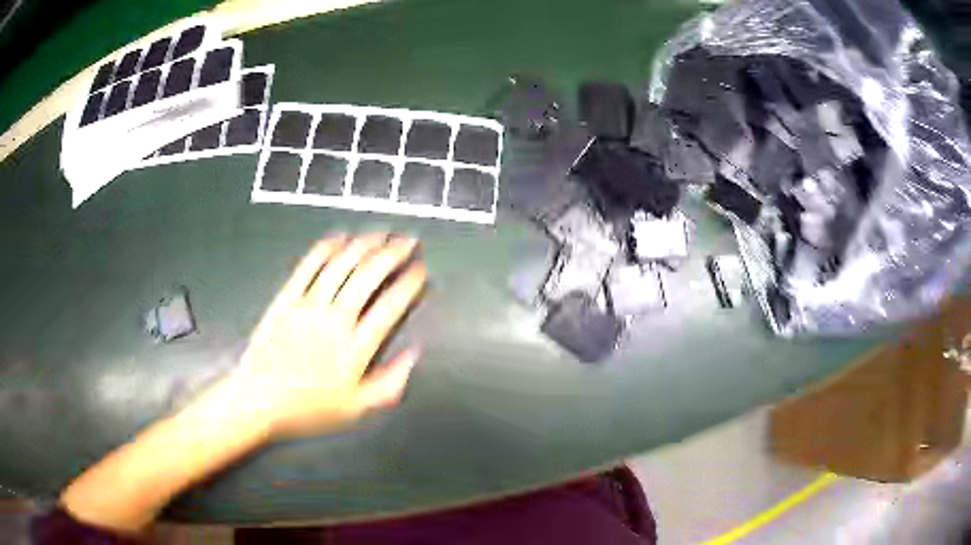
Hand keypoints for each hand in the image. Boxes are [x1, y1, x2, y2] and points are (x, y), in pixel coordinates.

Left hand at [235, 233, 425, 438]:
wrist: (259, 399)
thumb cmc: (307, 408)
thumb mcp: (355, 408)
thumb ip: (390, 384)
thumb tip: (414, 355)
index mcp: (354, 348)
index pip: (390, 306)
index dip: (409, 284)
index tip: (420, 270)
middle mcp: (334, 321)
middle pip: (368, 276)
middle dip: (393, 254)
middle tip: (407, 242)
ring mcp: (308, 306)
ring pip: (341, 265)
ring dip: (364, 245)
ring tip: (381, 233)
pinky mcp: (286, 299)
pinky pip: (307, 267)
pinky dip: (325, 249)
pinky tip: (338, 238)